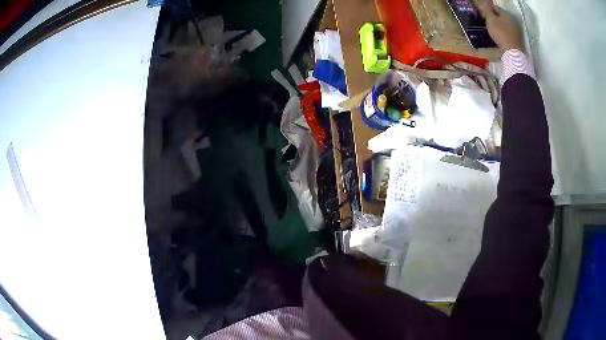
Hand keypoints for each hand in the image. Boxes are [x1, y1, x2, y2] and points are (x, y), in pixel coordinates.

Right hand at [478, 1, 522, 51]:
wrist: (511, 52)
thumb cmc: (500, 33)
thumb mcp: (490, 20)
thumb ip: (487, 10)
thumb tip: (484, 3)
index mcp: (506, 14)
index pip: (495, 7)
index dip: (488, 10)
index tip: (483, 15)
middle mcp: (512, 20)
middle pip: (500, 16)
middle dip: (494, 18)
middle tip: (487, 22)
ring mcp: (516, 30)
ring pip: (504, 24)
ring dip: (498, 25)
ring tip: (492, 30)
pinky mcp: (516, 38)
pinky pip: (507, 32)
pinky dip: (502, 32)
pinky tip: (499, 36)